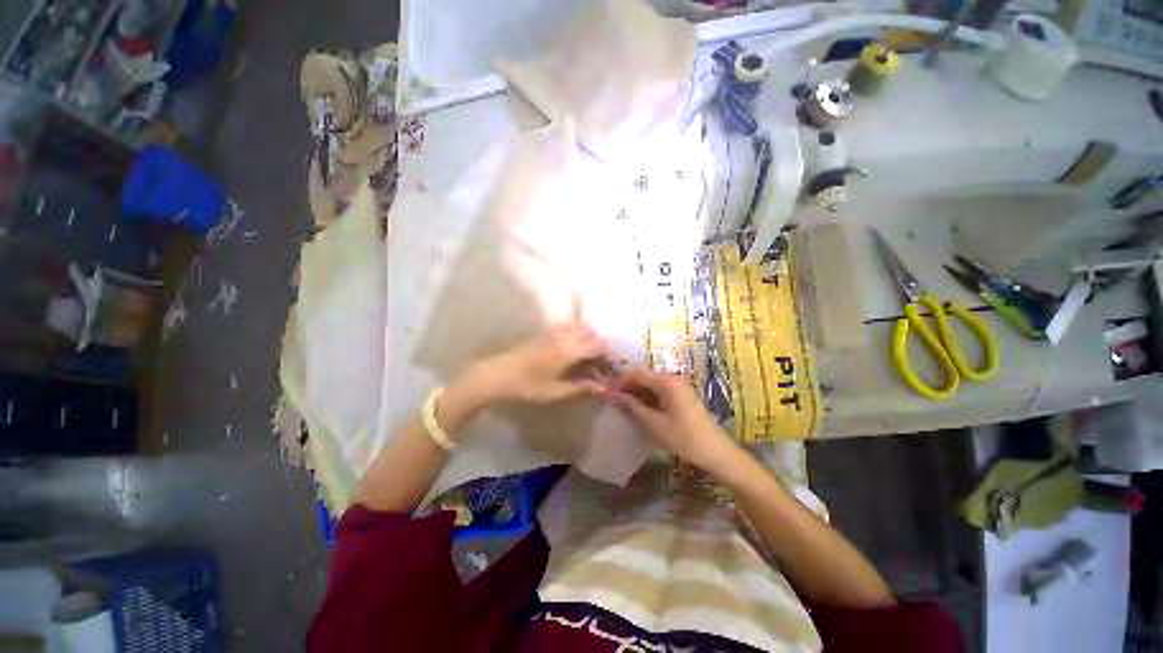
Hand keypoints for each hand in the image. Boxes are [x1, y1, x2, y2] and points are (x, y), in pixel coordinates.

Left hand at [459, 323, 607, 407]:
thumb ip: (580, 388)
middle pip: (591, 333)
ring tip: (588, 355)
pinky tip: (572, 347)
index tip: (612, 368)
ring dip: (589, 337)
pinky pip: (568, 326)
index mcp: (570, 350)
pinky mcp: (544, 331)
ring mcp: (553, 331)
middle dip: (600, 346)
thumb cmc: (527, 386)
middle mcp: (564, 335)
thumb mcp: (555, 392)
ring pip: (580, 326)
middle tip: (601, 363)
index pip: (598, 346)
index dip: (609, 355)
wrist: (497, 374)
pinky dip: (577, 332)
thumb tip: (602, 388)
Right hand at [607, 367, 741, 473]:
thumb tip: (613, 395)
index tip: (606, 391)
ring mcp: (680, 386)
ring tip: (622, 403)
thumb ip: (633, 406)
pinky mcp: (683, 395)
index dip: (620, 381)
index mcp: (667, 382)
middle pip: (645, 376)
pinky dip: (648, 396)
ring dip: (637, 391)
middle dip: (628, 385)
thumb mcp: (655, 423)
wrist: (717, 452)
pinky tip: (639, 406)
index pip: (637, 374)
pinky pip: (661, 390)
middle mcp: (674, 378)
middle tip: (612, 398)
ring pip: (652, 383)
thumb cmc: (685, 438)